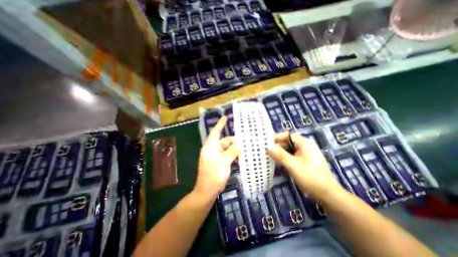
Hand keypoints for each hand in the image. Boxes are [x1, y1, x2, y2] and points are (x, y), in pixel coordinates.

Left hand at [195, 116, 240, 196]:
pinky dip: (233, 154)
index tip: (226, 117)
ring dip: (235, 148)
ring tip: (245, 148)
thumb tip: (240, 143)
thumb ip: (232, 151)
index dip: (220, 124)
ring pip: (227, 148)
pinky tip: (241, 156)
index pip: (215, 132)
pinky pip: (227, 154)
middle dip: (234, 141)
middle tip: (246, 141)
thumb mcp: (224, 162)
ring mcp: (216, 156)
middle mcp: (212, 149)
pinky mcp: (219, 162)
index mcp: (210, 147)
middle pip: (224, 141)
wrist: (207, 191)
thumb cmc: (213, 176)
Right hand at [267, 134, 340, 198]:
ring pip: (288, 150)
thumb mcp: (293, 165)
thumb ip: (280, 155)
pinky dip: (283, 158)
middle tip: (264, 151)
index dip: (275, 138)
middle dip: (276, 146)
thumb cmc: (311, 177)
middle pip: (287, 142)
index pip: (286, 135)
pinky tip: (277, 162)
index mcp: (304, 143)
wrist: (328, 195)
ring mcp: (304, 154)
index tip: (264, 143)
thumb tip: (267, 146)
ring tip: (268, 156)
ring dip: (279, 153)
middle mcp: (304, 146)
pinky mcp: (303, 161)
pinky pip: (291, 156)